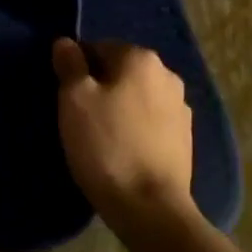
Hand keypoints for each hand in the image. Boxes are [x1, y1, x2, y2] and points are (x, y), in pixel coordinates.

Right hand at [53, 38, 195, 233]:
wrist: (151, 208)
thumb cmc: (107, 145)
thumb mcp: (75, 100)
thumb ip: (70, 65)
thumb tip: (66, 43)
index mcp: (141, 58)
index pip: (98, 48)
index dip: (77, 70)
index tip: (66, 99)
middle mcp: (167, 74)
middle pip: (120, 71)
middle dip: (100, 88)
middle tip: (80, 119)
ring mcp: (181, 108)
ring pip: (137, 97)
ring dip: (120, 108)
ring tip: (101, 138)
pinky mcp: (186, 139)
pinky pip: (151, 122)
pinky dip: (136, 129)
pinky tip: (124, 152)